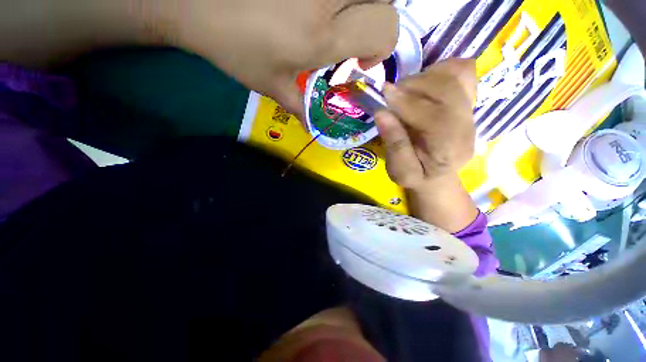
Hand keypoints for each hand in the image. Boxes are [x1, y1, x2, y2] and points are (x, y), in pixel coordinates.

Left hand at [173, 0, 398, 117]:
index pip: (385, 29)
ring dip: (361, 7)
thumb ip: (300, 108)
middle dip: (377, 23)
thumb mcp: (271, 87)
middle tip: (353, 38)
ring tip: (338, 21)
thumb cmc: (233, 46)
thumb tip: (313, 127)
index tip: (360, 61)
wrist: (193, 1)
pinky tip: (318, 8)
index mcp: (322, 36)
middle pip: (385, 0)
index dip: (382, 47)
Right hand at [375, 58, 476, 189]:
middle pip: (447, 90)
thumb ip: (394, 146)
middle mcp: (466, 126)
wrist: (439, 174)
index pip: (435, 117)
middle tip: (390, 95)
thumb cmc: (417, 176)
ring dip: (422, 78)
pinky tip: (422, 86)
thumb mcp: (400, 172)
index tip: (383, 93)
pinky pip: (461, 71)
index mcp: (449, 149)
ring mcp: (470, 110)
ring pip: (453, 76)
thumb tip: (381, 113)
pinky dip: (439, 70)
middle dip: (413, 86)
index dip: (407, 102)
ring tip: (403, 93)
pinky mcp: (468, 99)